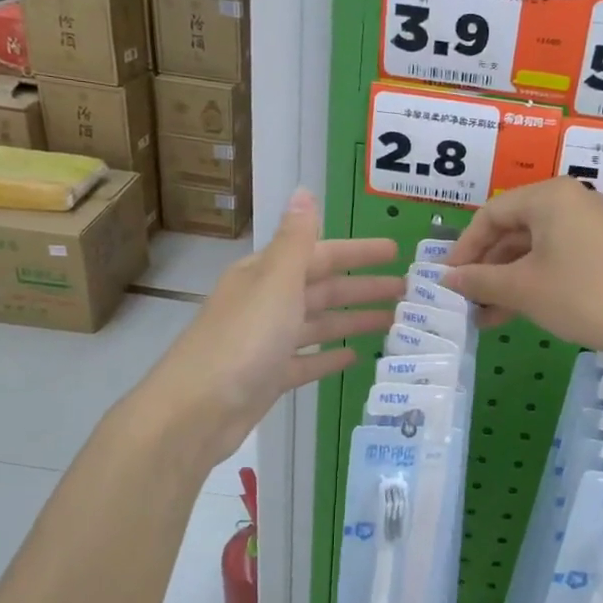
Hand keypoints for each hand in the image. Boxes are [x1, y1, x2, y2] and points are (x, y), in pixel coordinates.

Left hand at [140, 191, 401, 467]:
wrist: (196, 411)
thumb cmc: (242, 341)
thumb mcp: (275, 284)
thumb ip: (296, 242)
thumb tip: (303, 191)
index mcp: (266, 275)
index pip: (320, 255)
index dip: (357, 252)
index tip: (395, 250)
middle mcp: (266, 303)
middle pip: (322, 289)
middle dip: (362, 287)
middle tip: (407, 290)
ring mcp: (266, 343)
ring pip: (317, 324)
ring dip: (352, 320)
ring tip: (392, 322)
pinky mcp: (268, 378)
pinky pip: (305, 361)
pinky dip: (328, 356)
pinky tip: (354, 357)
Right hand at [441, 178, 602, 361]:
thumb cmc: (582, 295)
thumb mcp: (523, 289)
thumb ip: (479, 280)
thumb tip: (445, 279)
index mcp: (548, 196)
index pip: (491, 214)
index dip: (464, 248)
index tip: (447, 280)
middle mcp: (569, 202)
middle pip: (512, 230)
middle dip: (485, 268)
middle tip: (464, 301)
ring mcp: (589, 226)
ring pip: (533, 250)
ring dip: (506, 281)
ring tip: (484, 317)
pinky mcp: (602, 251)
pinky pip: (555, 259)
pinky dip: (532, 282)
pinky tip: (514, 313)